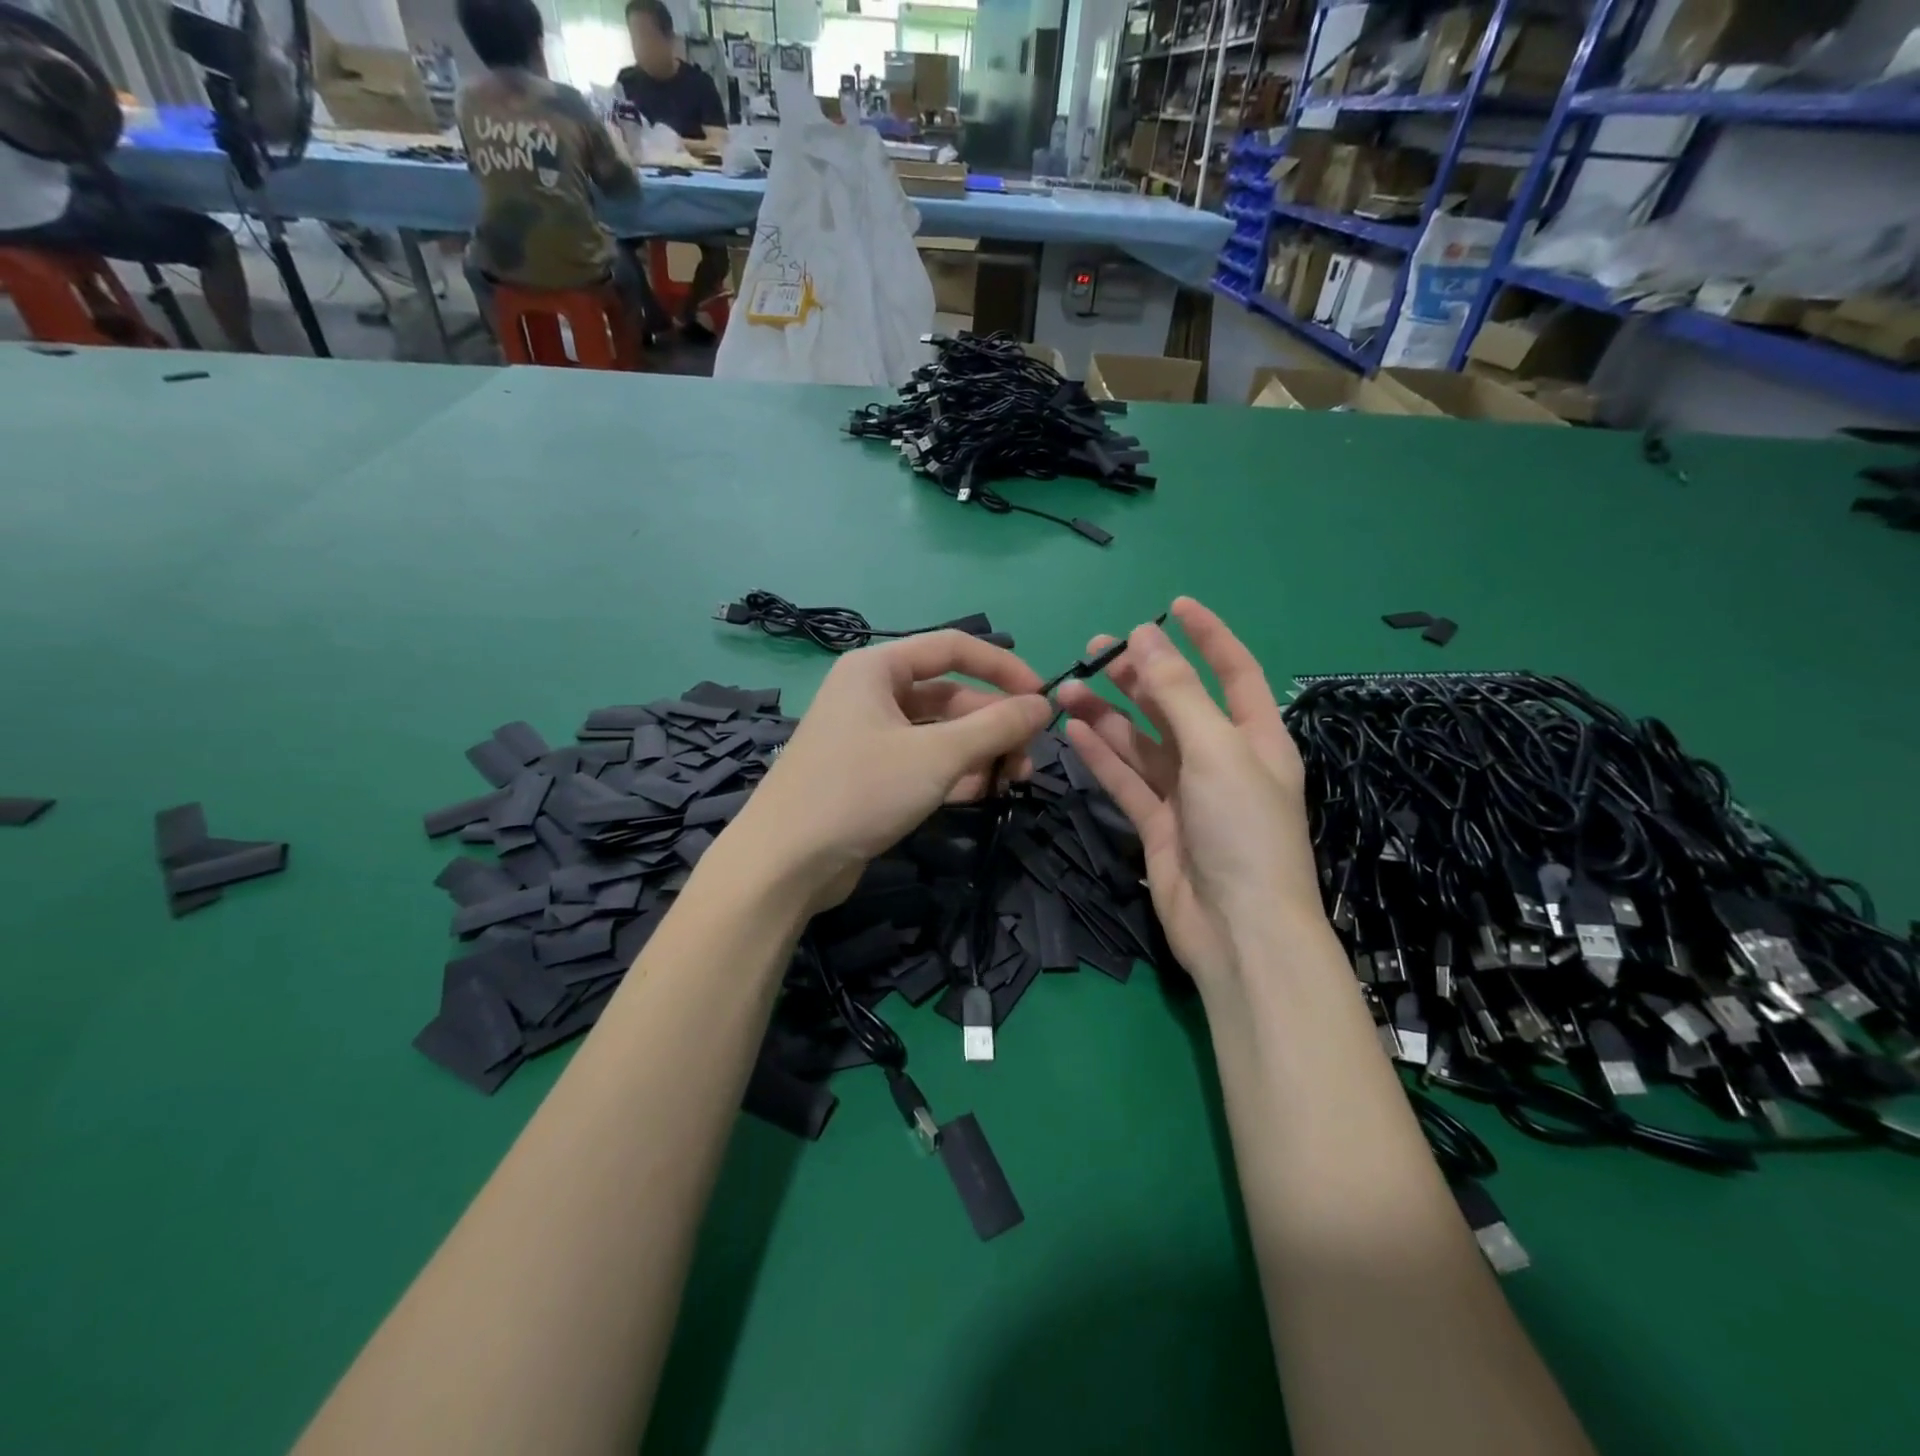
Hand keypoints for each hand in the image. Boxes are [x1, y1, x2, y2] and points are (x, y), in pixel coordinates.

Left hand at [725, 631, 1050, 910]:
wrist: (786, 863)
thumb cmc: (860, 791)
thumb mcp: (936, 756)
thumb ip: (995, 726)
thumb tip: (1045, 704)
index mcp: (877, 668)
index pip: (954, 648)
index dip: (1004, 668)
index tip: (1043, 697)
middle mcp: (872, 694)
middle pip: (950, 695)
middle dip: (994, 724)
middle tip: (1029, 756)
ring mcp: (870, 736)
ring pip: (940, 733)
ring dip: (980, 752)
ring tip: (1014, 779)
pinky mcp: (872, 775)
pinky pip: (925, 762)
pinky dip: (956, 773)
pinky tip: (985, 793)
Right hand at [1057, 598, 1320, 987]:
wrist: (1238, 932)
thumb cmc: (1243, 831)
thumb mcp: (1217, 750)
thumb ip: (1178, 694)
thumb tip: (1145, 638)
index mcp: (1255, 737)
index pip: (1233, 671)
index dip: (1207, 636)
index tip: (1172, 606)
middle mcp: (1221, 760)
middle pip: (1176, 704)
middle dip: (1140, 674)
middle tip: (1095, 649)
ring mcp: (1186, 794)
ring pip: (1141, 742)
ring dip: (1108, 714)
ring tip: (1067, 686)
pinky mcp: (1156, 824)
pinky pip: (1125, 779)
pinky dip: (1100, 755)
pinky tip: (1073, 730)